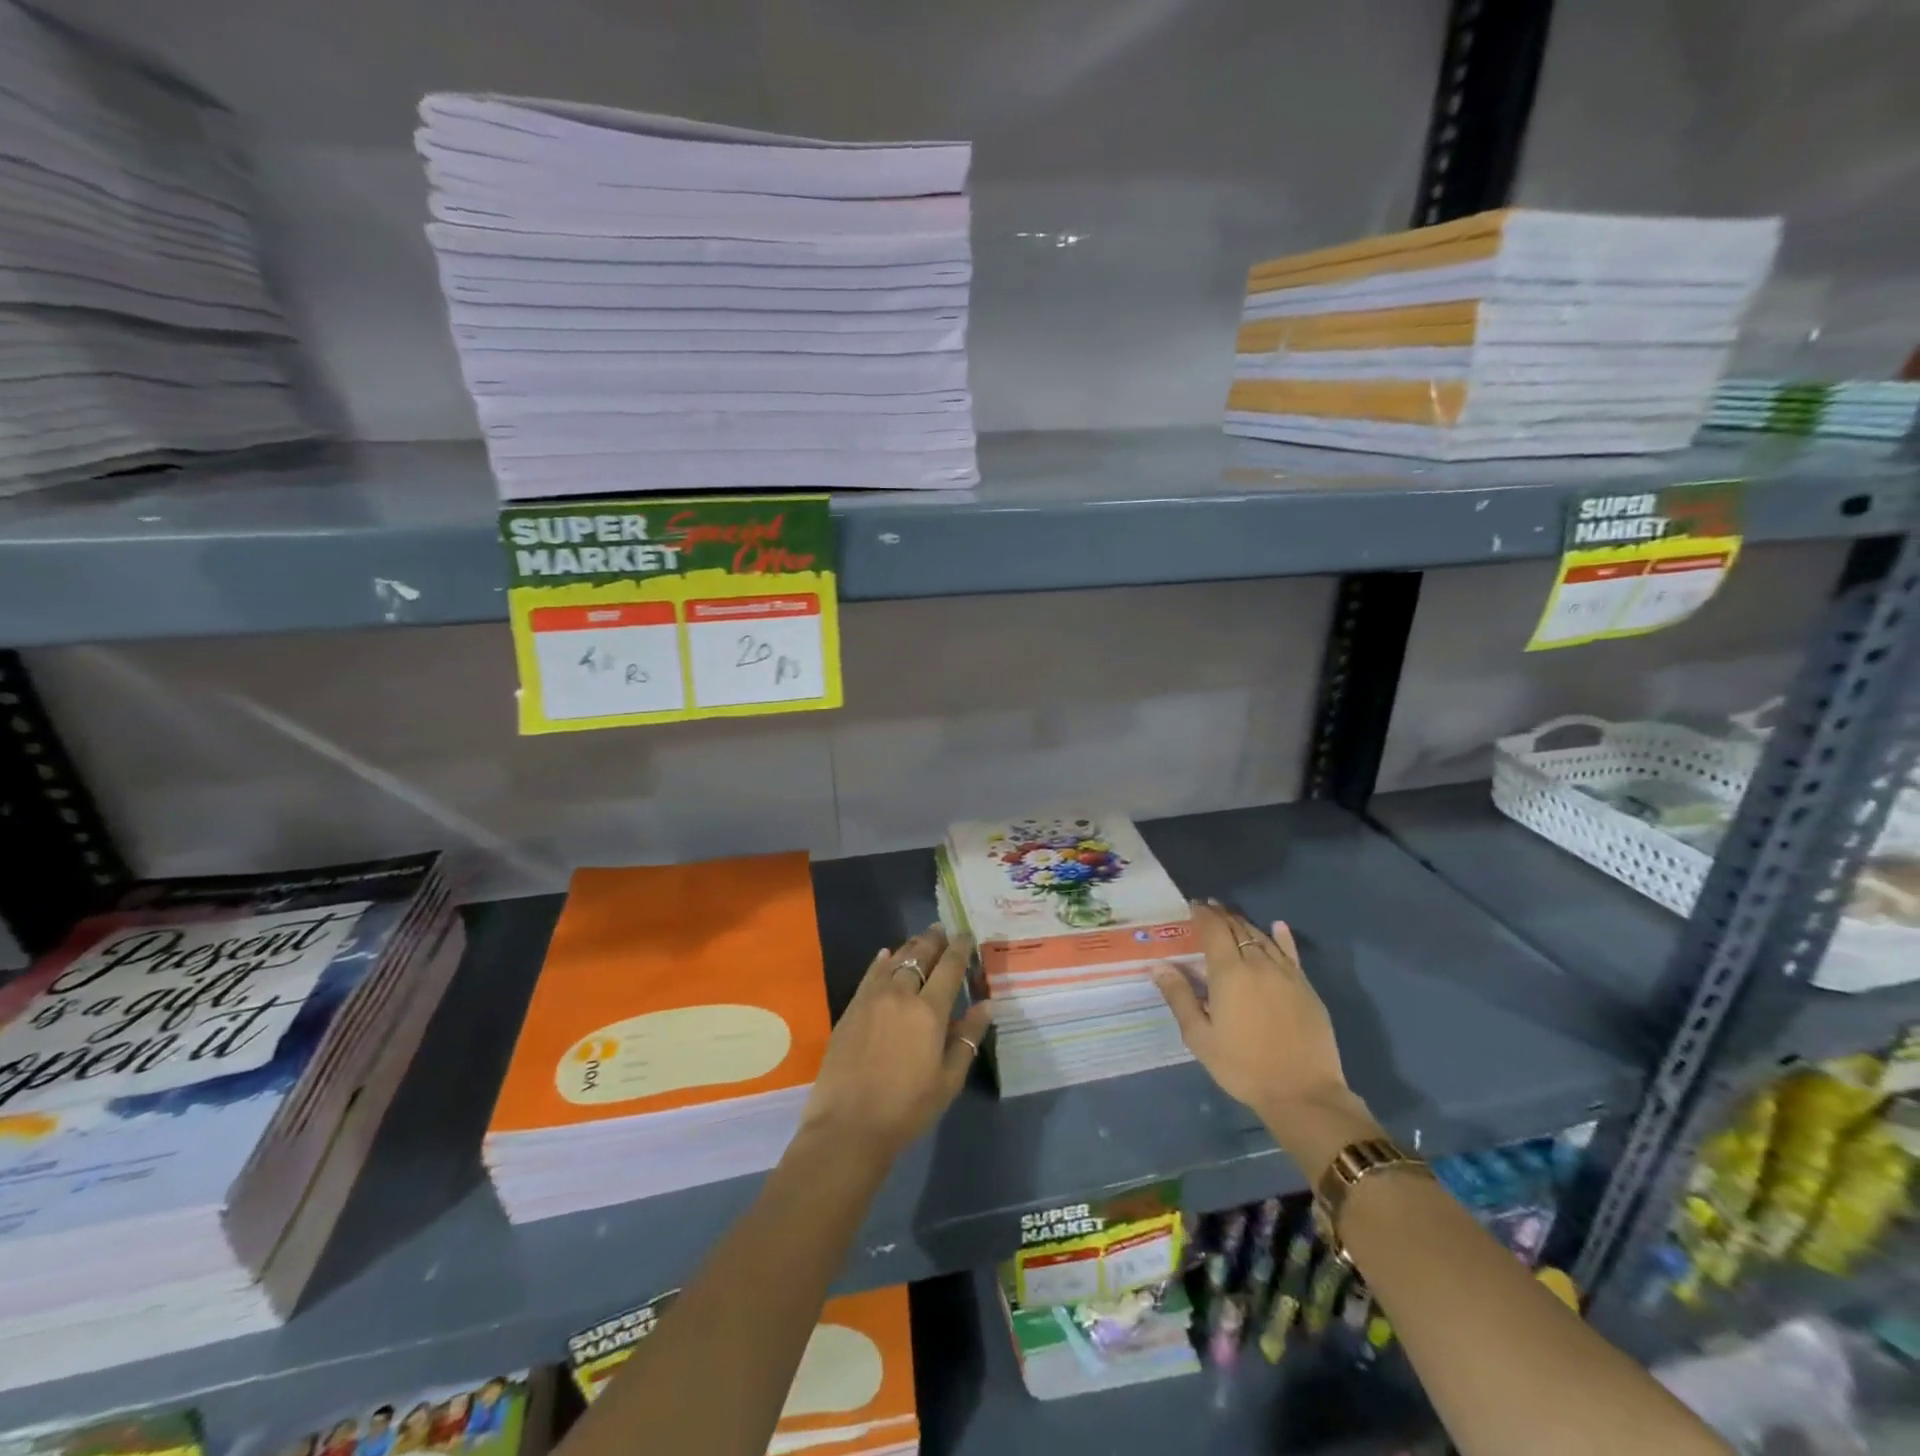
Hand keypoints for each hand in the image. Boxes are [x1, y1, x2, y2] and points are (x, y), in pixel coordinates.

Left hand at [800, 925, 993, 1161]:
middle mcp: (901, 995)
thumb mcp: (948, 1079)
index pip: (949, 968)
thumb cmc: (907, 1108)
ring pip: (894, 961)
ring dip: (910, 947)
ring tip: (920, 939)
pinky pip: (870, 975)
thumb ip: (968, 1037)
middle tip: (942, 929)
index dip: (959, 949)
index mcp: (929, 1011)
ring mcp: (872, 999)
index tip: (966, 935)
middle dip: (933, 940)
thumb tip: (987, 1004)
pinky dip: (882, 962)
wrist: (848, 1126)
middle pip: (920, 957)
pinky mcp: (851, 1009)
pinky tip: (886, 955)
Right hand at [1152, 902, 1380, 1178]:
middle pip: (1237, 928)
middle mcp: (1258, 964)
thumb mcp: (1200, 1037)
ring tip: (1231, 918)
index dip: (1202, 914)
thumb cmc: (1242, 1066)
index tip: (1192, 905)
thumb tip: (1158, 965)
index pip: (1213, 930)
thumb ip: (1179, 997)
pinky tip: (1277, 926)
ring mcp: (1286, 974)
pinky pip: (1291, 953)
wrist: (1303, 1093)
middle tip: (1208, 907)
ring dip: (1244, 923)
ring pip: (1262, 937)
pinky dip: (1281, 937)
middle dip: (1221, 915)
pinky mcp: (1306, 987)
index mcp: (1229, 973)